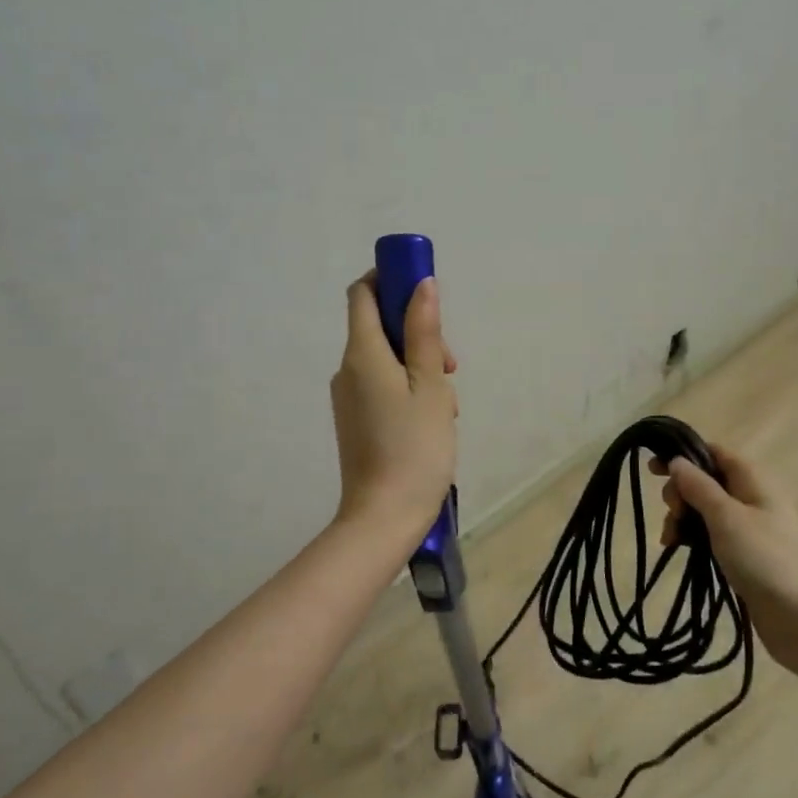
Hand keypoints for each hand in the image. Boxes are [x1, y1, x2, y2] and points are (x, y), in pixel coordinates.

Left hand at [330, 272, 457, 546]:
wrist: (383, 518)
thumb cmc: (415, 448)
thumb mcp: (431, 385)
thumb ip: (425, 332)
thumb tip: (422, 284)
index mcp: (362, 354)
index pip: (362, 292)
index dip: (389, 279)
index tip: (423, 290)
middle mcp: (347, 369)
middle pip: (379, 327)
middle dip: (418, 334)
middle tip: (451, 366)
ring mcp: (349, 397)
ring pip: (387, 360)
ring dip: (420, 368)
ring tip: (446, 407)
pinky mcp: (356, 420)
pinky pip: (383, 386)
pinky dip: (408, 390)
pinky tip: (432, 422)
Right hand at [653, 444, 797, 672]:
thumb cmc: (766, 560)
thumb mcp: (727, 517)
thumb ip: (699, 487)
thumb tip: (678, 460)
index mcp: (753, 479)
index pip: (714, 452)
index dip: (683, 455)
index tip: (652, 470)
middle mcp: (753, 498)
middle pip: (707, 481)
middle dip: (681, 492)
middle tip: (671, 513)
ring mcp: (751, 529)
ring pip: (707, 511)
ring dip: (684, 519)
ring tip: (670, 540)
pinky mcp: (747, 557)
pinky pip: (714, 536)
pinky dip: (694, 539)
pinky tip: (679, 551)